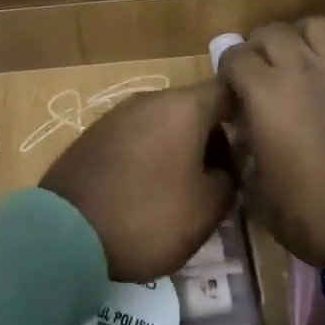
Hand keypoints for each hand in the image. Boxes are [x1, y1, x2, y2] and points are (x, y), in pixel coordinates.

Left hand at [40, 81, 236, 281]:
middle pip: (196, 107)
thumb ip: (229, 179)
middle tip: (224, 175)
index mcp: (184, 107)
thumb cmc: (148, 216)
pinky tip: (150, 187)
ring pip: (166, 121)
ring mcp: (120, 113)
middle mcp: (152, 98)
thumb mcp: (206, 209)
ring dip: (182, 146)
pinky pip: (138, 135)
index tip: (258, 140)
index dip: (248, 111)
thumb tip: (228, 167)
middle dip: (214, 136)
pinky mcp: (96, 133)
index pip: (228, 90)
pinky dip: (153, 153)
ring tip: (188, 186)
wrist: (66, 234)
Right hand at [220, 19, 324, 268]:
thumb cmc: (313, 217)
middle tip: (265, 69)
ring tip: (306, 55)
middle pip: (273, 31)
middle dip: (262, 46)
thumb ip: (246, 154)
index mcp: (265, 93)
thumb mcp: (259, 193)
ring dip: (306, 35)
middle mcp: (301, 68)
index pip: (235, 56)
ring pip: (319, 25)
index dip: (229, 69)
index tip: (234, 87)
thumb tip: (245, 135)